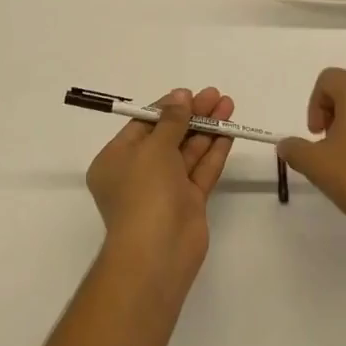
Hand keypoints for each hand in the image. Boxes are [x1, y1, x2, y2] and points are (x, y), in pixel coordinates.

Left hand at [86, 87, 233, 286]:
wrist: (158, 252)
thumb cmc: (145, 192)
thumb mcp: (154, 147)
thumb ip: (171, 120)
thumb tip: (180, 96)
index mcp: (116, 160)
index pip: (143, 125)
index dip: (167, 108)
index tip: (190, 93)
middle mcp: (138, 173)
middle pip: (168, 136)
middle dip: (192, 115)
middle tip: (216, 95)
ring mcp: (164, 189)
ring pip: (188, 152)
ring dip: (207, 129)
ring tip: (228, 105)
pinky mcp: (188, 202)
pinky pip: (201, 170)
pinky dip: (214, 151)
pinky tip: (229, 131)